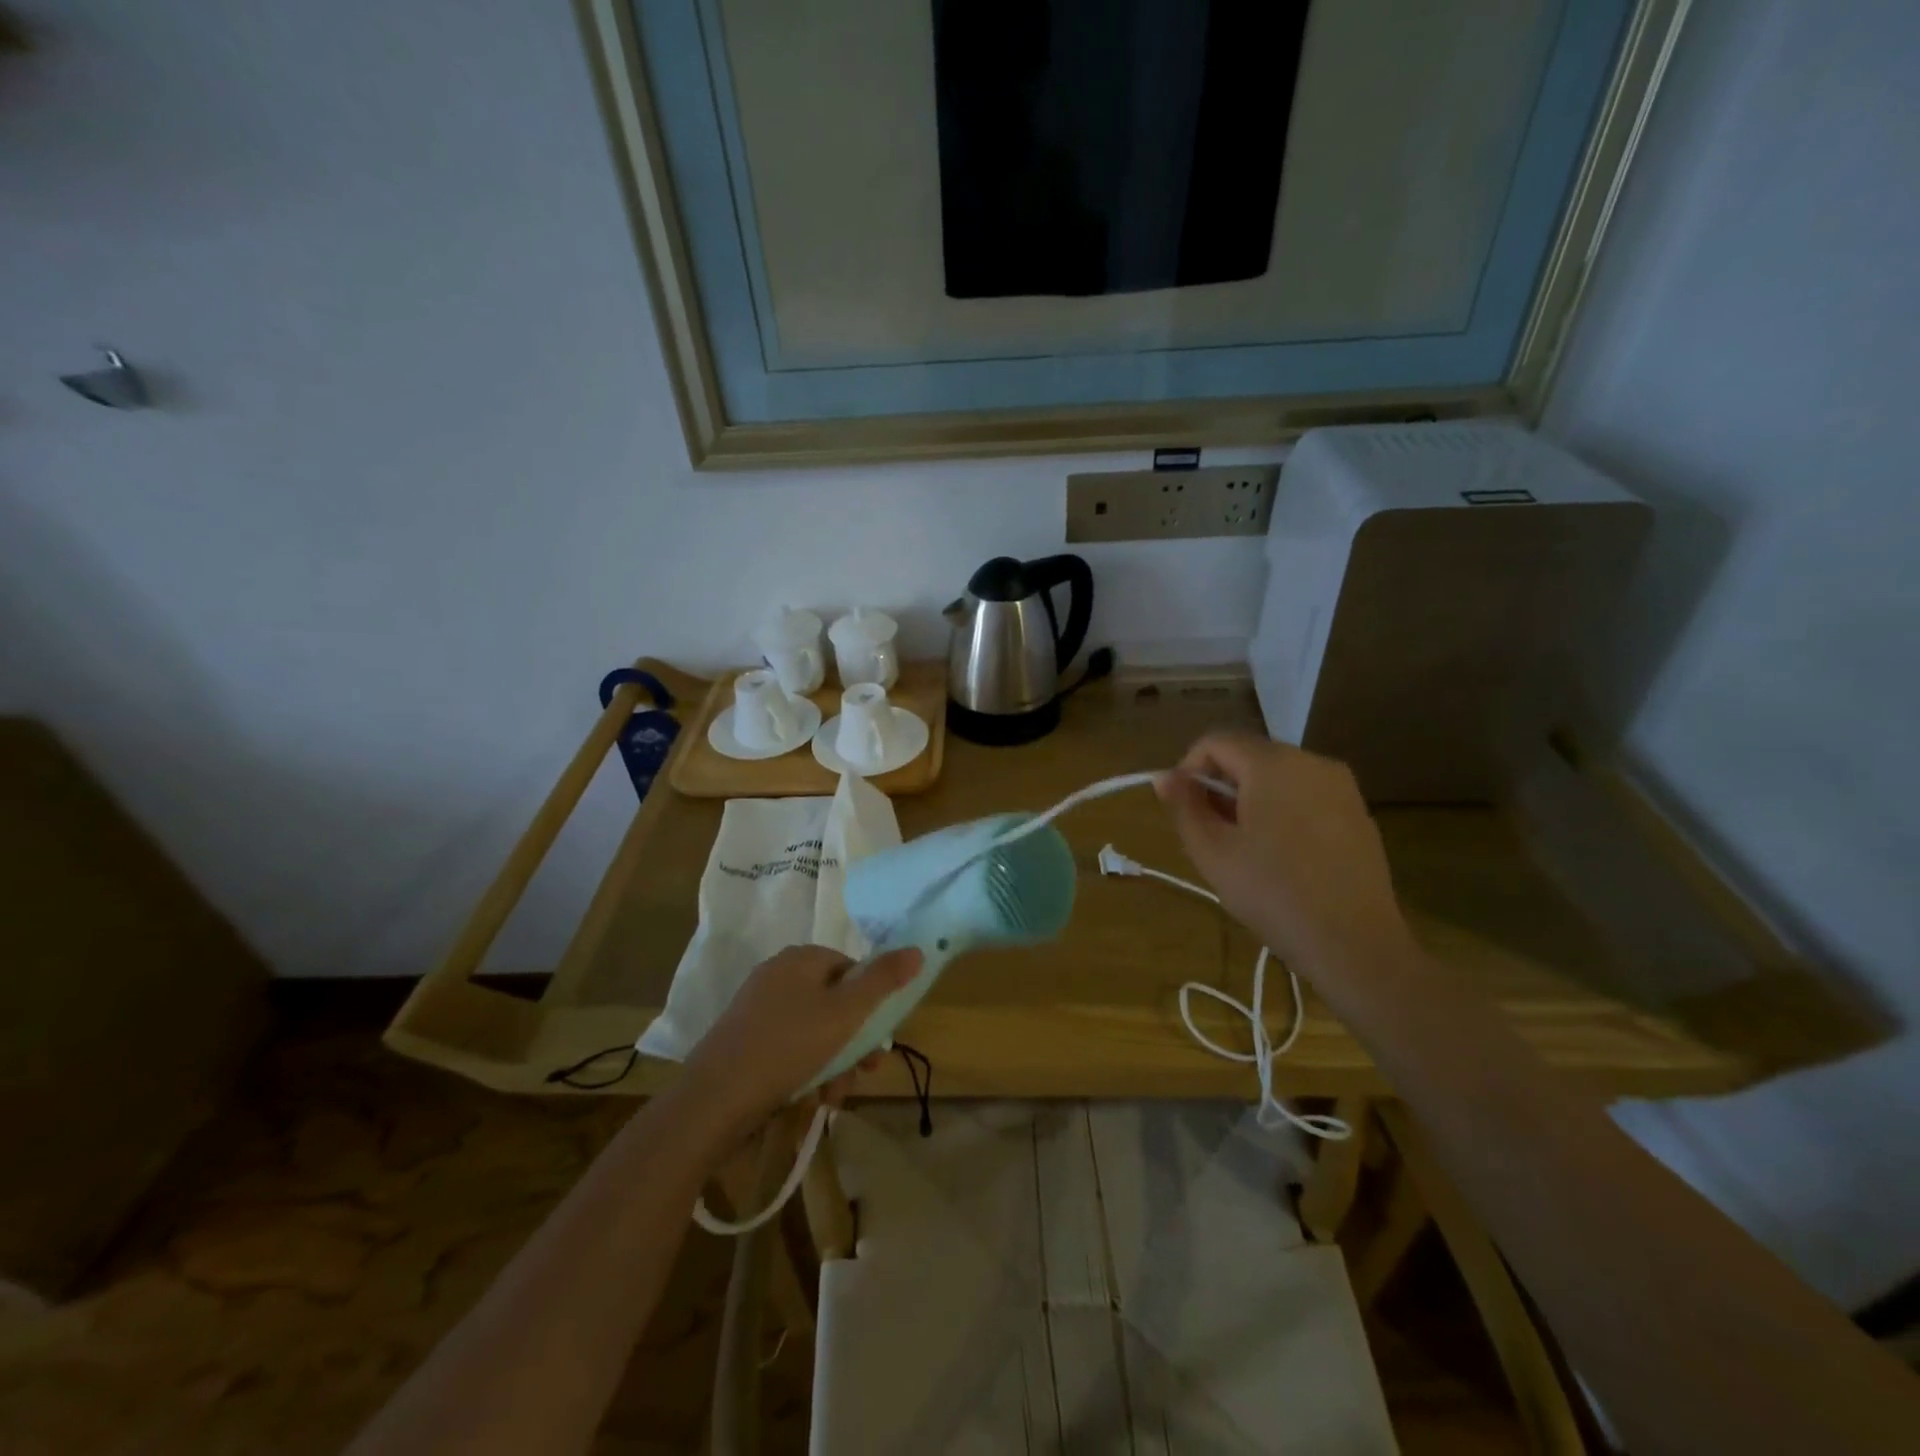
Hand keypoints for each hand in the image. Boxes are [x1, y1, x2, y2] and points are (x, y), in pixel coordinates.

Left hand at [680, 944, 923, 1133]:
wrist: (713, 1100)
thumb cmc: (788, 1047)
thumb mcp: (846, 1013)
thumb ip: (883, 980)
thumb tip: (917, 949)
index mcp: (800, 959)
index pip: (851, 969)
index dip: (871, 1003)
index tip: (879, 1040)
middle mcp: (778, 974)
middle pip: (834, 1002)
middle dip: (853, 1042)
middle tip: (865, 1073)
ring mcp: (757, 1007)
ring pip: (813, 1030)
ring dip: (833, 1062)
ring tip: (833, 1096)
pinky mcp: (743, 1039)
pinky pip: (788, 1046)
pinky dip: (805, 1069)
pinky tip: (811, 1098)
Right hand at [1156, 732, 1411, 976]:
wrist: (1354, 943)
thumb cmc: (1272, 892)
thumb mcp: (1212, 850)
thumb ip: (1184, 805)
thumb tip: (1165, 776)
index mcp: (1273, 763)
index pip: (1216, 741)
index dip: (1189, 769)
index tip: (1184, 810)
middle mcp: (1311, 761)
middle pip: (1249, 755)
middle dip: (1221, 786)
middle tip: (1211, 834)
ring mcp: (1342, 786)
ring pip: (1278, 776)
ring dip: (1251, 799)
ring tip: (1244, 848)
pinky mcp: (1358, 813)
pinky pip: (1306, 796)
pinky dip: (1283, 812)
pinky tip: (1282, 856)